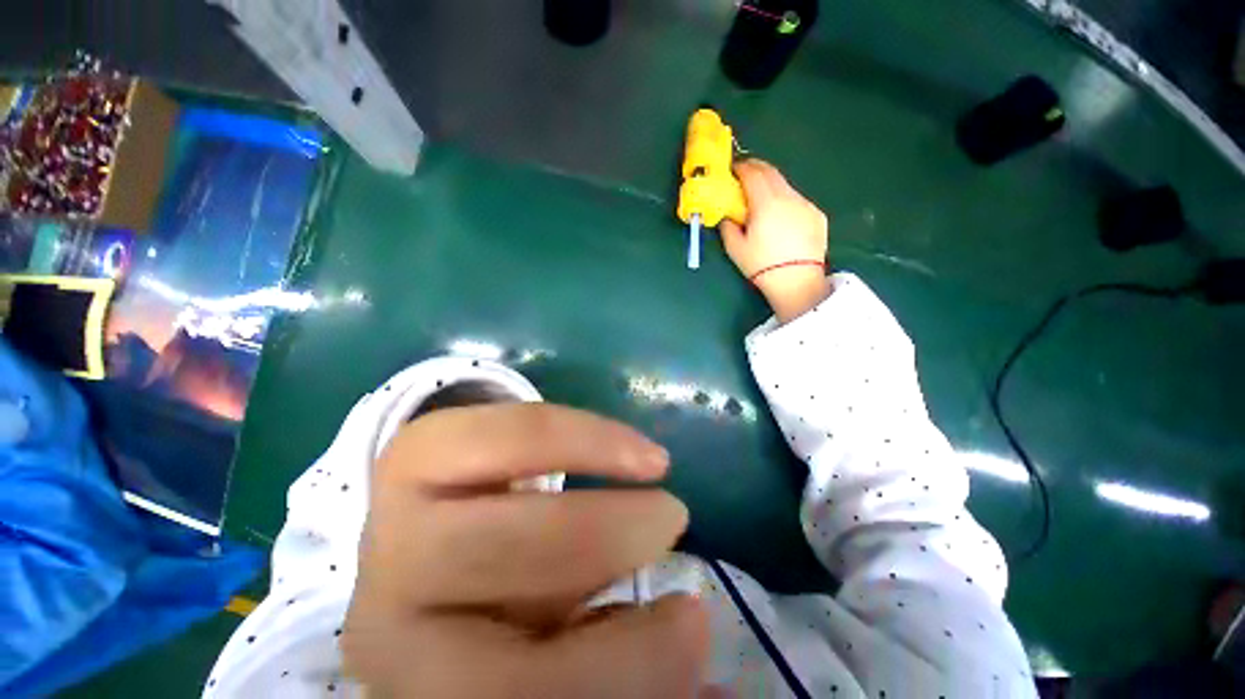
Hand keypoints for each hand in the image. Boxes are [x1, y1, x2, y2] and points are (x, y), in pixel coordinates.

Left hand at [342, 404, 708, 697]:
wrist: (431, 542)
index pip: (517, 693)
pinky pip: (503, 435)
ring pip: (502, 498)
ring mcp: (394, 521)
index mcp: (429, 686)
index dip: (623, 665)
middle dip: (608, 542)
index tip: (693, 617)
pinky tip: (620, 440)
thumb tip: (711, 684)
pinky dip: (574, 433)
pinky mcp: (418, 450)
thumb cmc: (492, 612)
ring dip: (596, 472)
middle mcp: (392, 616)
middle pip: (503, 582)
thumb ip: (613, 661)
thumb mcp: (548, 652)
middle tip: (675, 517)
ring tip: (653, 464)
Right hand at [721, 159, 831, 322]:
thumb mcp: (735, 248)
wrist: (797, 282)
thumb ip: (728, 226)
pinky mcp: (816, 215)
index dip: (741, 168)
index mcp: (766, 203)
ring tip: (762, 197)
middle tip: (745, 173)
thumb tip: (726, 215)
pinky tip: (781, 217)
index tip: (733, 169)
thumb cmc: (761, 266)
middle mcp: (788, 197)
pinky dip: (785, 200)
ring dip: (771, 184)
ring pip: (785, 185)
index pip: (753, 174)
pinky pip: (797, 200)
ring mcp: (805, 204)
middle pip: (771, 172)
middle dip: (756, 168)